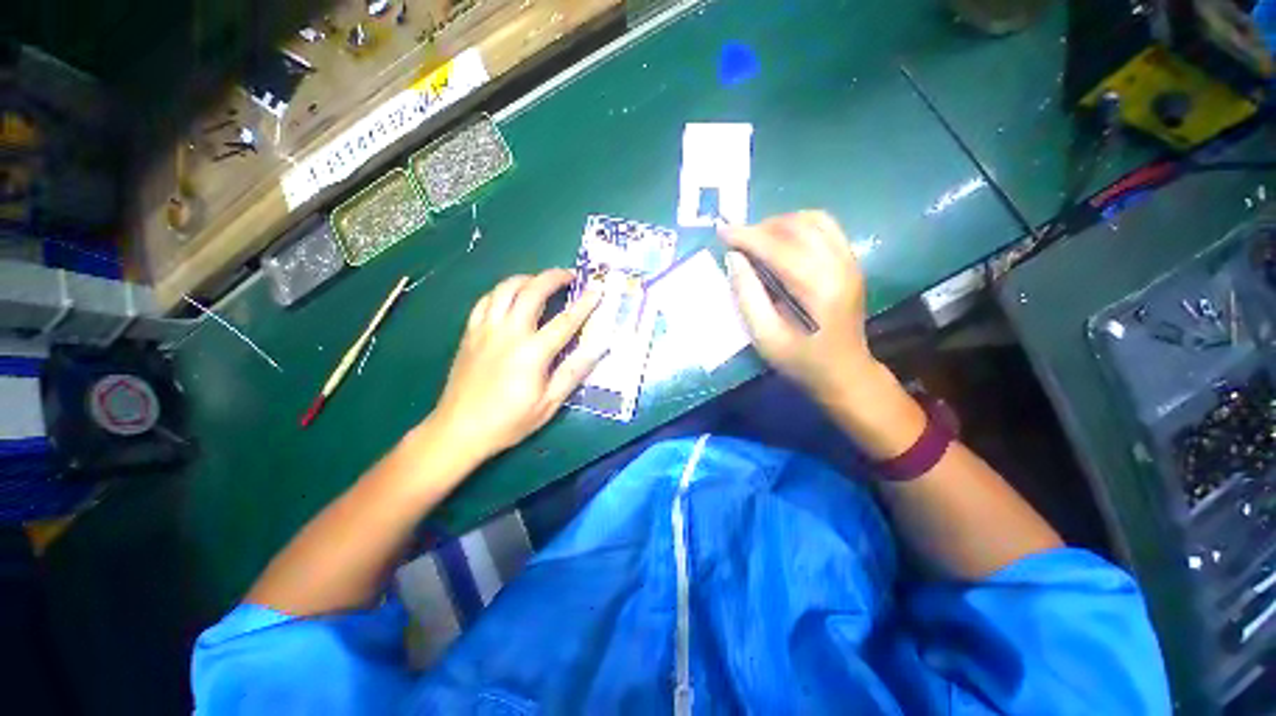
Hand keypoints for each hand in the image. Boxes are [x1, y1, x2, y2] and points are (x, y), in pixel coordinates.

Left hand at [427, 269, 602, 462]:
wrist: (458, 429)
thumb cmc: (508, 421)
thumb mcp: (549, 403)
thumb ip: (573, 372)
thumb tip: (598, 348)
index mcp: (532, 352)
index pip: (565, 321)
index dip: (585, 303)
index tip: (598, 288)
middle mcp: (508, 333)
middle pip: (532, 292)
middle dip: (553, 277)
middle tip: (569, 275)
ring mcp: (485, 329)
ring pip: (505, 289)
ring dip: (527, 278)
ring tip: (541, 281)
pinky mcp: (470, 332)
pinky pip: (486, 300)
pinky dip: (502, 291)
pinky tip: (511, 296)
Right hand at [721, 211, 874, 402]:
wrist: (845, 373)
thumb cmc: (802, 361)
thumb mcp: (765, 337)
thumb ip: (747, 296)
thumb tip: (734, 258)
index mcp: (818, 288)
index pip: (778, 247)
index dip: (746, 236)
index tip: (721, 231)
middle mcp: (839, 265)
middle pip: (798, 226)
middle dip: (762, 227)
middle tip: (738, 241)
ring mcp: (850, 262)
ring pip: (815, 220)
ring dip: (781, 223)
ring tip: (758, 240)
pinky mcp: (851, 263)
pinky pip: (826, 228)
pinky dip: (799, 227)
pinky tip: (782, 243)